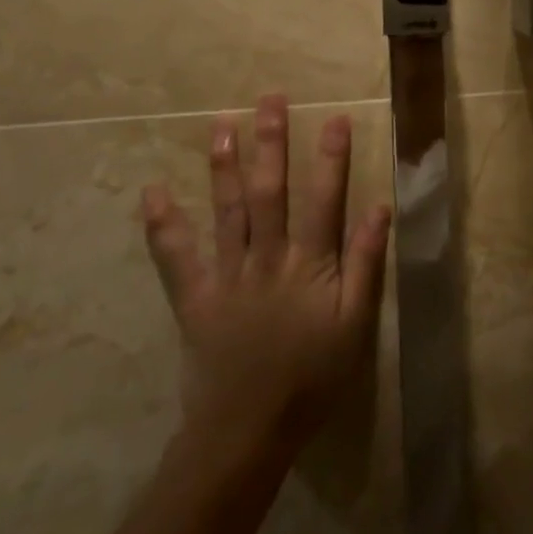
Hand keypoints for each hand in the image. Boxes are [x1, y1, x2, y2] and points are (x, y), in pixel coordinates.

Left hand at [139, 94, 390, 453]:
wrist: (247, 434)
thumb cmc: (311, 378)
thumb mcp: (355, 325)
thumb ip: (367, 265)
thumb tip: (380, 208)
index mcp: (309, 264)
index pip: (324, 199)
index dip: (331, 157)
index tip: (334, 117)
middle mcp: (266, 259)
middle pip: (269, 192)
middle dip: (271, 143)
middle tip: (269, 99)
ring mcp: (226, 276)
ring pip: (226, 211)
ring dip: (223, 166)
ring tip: (221, 124)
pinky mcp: (194, 298)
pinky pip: (175, 257)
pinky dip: (163, 224)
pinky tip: (152, 192)